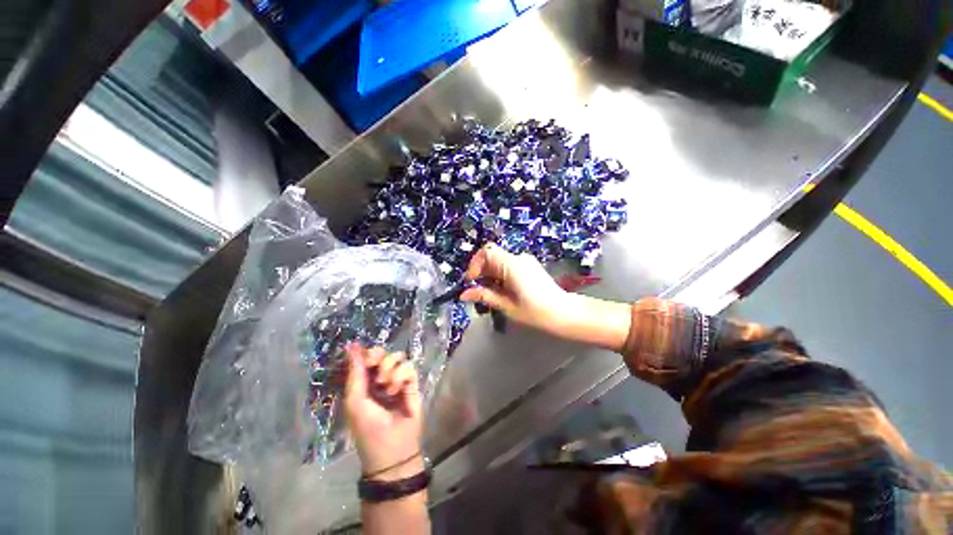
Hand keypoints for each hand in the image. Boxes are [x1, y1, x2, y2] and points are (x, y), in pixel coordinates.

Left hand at [344, 344, 423, 479]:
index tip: (364, 358)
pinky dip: (400, 376)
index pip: (365, 358)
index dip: (365, 353)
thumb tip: (351, 346)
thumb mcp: (355, 401)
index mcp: (364, 382)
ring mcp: (398, 379)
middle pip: (382, 353)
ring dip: (389, 367)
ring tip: (385, 385)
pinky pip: (408, 367)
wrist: (392, 446)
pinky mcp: (413, 382)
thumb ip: (355, 373)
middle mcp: (381, 377)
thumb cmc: (368, 426)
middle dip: (377, 356)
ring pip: (397, 357)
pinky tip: (396, 390)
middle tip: (374, 365)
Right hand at [460, 244, 570, 334]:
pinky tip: (502, 291)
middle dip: (481, 272)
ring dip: (490, 275)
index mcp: (513, 265)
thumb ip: (485, 296)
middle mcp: (519, 258)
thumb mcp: (507, 306)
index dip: (475, 264)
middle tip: (478, 291)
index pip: (487, 252)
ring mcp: (525, 261)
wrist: (564, 313)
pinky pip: (508, 265)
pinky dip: (499, 275)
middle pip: (492, 256)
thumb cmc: (536, 312)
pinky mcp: (529, 265)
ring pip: (499, 261)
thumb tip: (463, 294)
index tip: (472, 282)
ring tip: (490, 294)